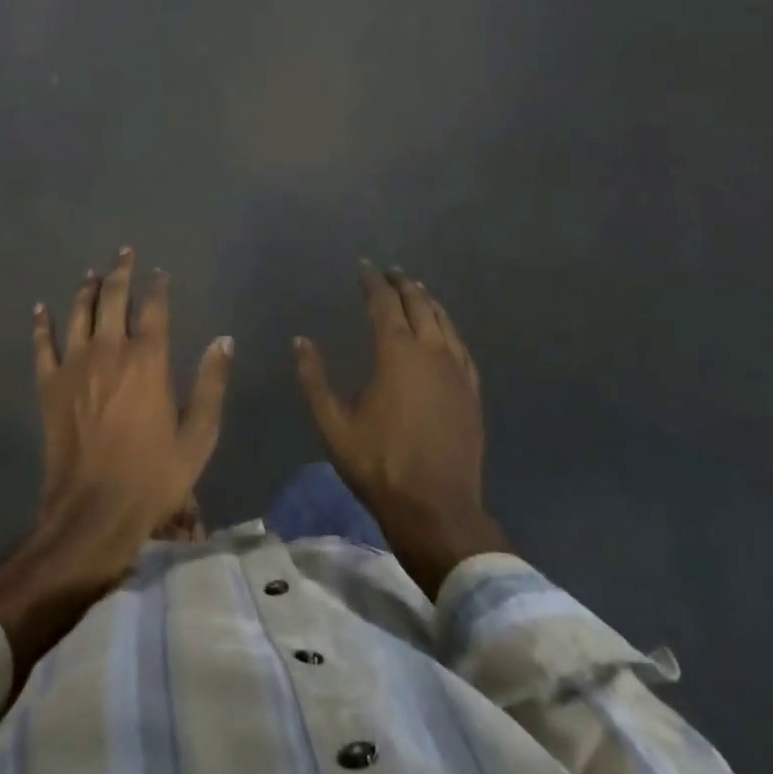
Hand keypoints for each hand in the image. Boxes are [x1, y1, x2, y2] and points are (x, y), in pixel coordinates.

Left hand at [0, 249, 232, 681]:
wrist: (93, 511)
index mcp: (148, 361)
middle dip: (121, 272)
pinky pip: (42, 346)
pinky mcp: (49, 387)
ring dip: (87, 289)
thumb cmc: (154, 476)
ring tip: (92, 272)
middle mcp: (109, 352)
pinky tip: (40, 308)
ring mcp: (75, 367)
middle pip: (113, 299)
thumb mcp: (199, 436)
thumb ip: (212, 384)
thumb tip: (224, 340)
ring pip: (79, 314)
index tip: (160, 272)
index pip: (154, 309)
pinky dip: (41, 325)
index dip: (158, 287)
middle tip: (125, 253)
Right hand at [294, 264, 506, 597]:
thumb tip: (301, 341)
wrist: (436, 506)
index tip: (364, 266)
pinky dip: (449, 329)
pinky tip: (444, 332)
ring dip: (428, 302)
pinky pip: (461, 347)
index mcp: (396, 354)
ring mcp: (456, 371)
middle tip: (390, 272)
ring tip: (416, 291)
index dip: (373, 282)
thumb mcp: (333, 424)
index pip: (384, 304)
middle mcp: (430, 352)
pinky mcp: (471, 391)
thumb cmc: (378, 464)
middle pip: (419, 305)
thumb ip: (314, 379)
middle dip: (403, 285)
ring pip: (444, 322)